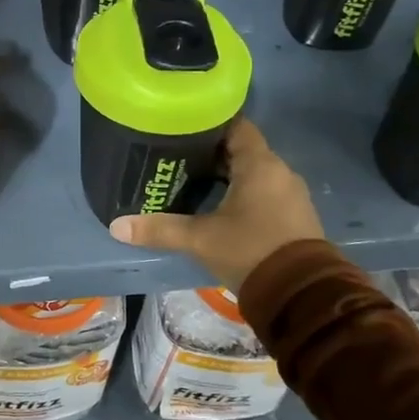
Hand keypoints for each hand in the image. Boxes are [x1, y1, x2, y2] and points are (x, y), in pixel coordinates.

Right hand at [110, 119, 324, 291]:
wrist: (301, 295)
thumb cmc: (250, 251)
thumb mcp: (200, 239)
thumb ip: (160, 229)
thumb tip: (117, 226)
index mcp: (259, 164)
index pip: (236, 126)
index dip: (209, 124)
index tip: (183, 128)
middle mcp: (279, 172)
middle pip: (243, 149)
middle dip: (213, 152)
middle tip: (179, 156)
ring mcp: (291, 194)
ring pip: (255, 172)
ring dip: (229, 174)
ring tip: (194, 180)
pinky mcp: (295, 216)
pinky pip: (265, 192)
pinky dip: (244, 192)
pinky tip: (221, 205)